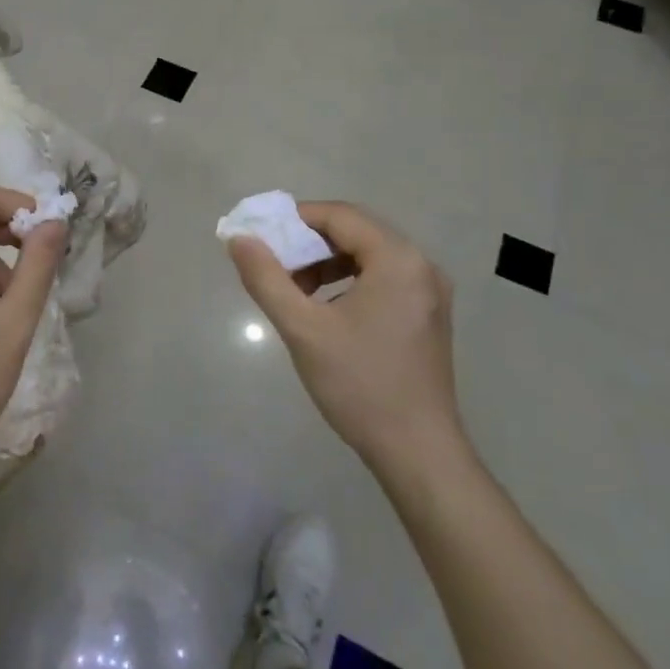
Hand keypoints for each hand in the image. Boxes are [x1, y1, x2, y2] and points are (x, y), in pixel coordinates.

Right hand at [227, 201, 464, 471]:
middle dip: (309, 242)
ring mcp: (430, 292)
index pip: (340, 215)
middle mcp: (422, 266)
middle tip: (274, 262)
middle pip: (357, 231)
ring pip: (369, 255)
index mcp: (398, 260)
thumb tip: (239, 239)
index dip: (296, 219)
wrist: (417, 452)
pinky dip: (349, 281)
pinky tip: (326, 309)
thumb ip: (266, 278)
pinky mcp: (429, 315)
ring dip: (328, 262)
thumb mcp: (303, 329)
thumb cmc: (359, 385)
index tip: (261, 237)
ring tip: (295, 289)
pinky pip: (383, 278)